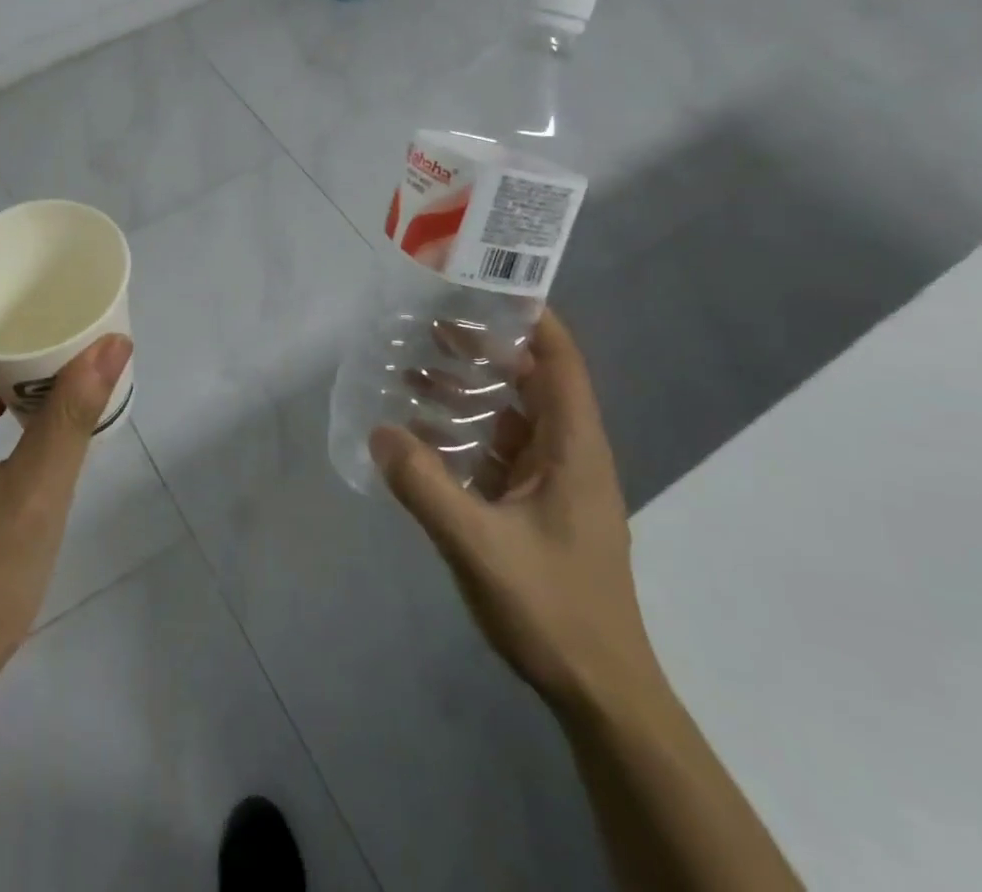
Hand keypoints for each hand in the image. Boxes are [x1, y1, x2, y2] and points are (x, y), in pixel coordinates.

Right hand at [370, 310, 659, 711]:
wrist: (601, 695)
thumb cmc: (553, 611)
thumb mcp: (479, 546)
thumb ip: (426, 487)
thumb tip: (380, 431)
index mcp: (574, 449)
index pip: (560, 362)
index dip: (531, 318)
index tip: (485, 286)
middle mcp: (569, 455)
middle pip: (531, 381)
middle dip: (485, 347)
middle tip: (430, 321)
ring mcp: (554, 484)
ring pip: (512, 417)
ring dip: (470, 391)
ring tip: (414, 368)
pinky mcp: (537, 509)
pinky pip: (499, 453)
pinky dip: (466, 433)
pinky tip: (422, 435)